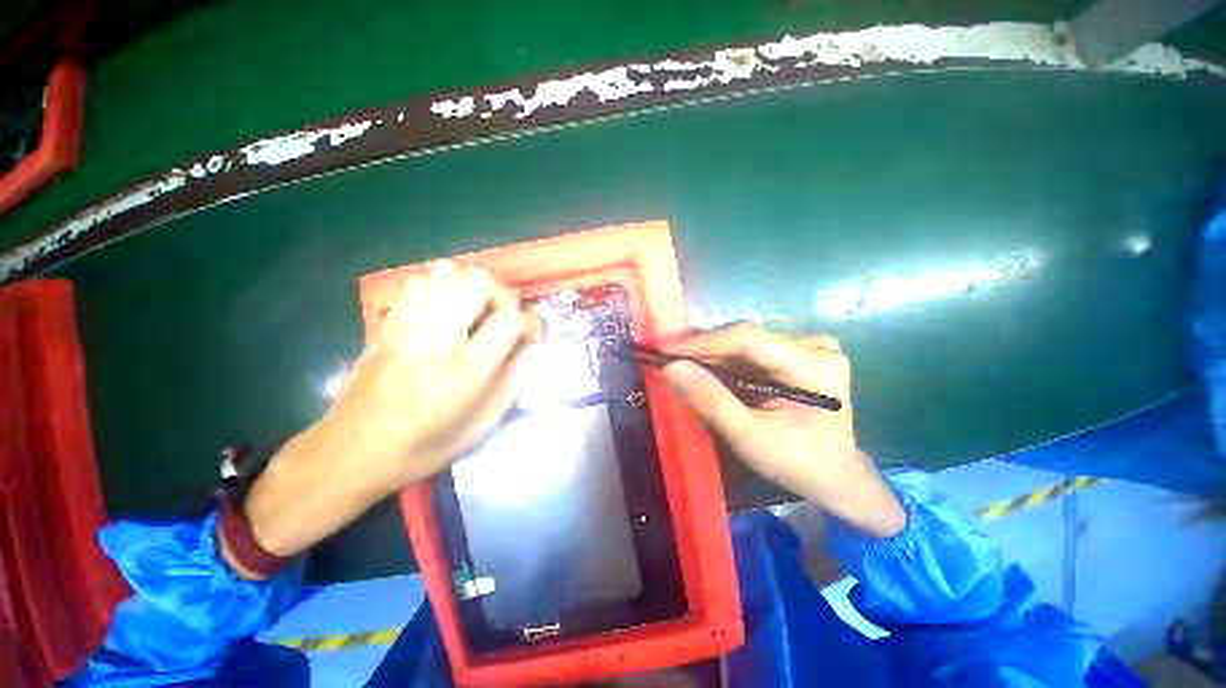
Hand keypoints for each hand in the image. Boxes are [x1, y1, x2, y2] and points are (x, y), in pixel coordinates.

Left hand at [232, 262, 539, 571]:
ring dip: (471, 288)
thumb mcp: (480, 428)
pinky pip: (419, 282)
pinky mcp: (386, 322)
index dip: (532, 322)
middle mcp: (437, 339)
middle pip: (478, 283)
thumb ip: (513, 385)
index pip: (510, 320)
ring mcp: (407, 326)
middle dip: (502, 296)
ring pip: (447, 272)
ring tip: (474, 314)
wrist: (349, 452)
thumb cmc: (421, 448)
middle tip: (502, 320)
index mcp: (465, 371)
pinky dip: (440, 289)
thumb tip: (532, 351)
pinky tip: (444, 313)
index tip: (533, 336)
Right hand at [662, 324, 905, 538]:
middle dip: (704, 351)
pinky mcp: (802, 354)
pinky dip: (728, 361)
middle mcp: (816, 346)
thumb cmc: (797, 463)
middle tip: (669, 361)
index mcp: (814, 366)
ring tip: (684, 367)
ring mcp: (811, 347)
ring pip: (747, 343)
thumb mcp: (748, 437)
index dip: (702, 341)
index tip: (664, 348)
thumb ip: (709, 400)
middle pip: (746, 338)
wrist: (836, 477)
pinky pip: (754, 351)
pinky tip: (710, 371)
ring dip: (713, 356)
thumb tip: (670, 367)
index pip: (748, 339)